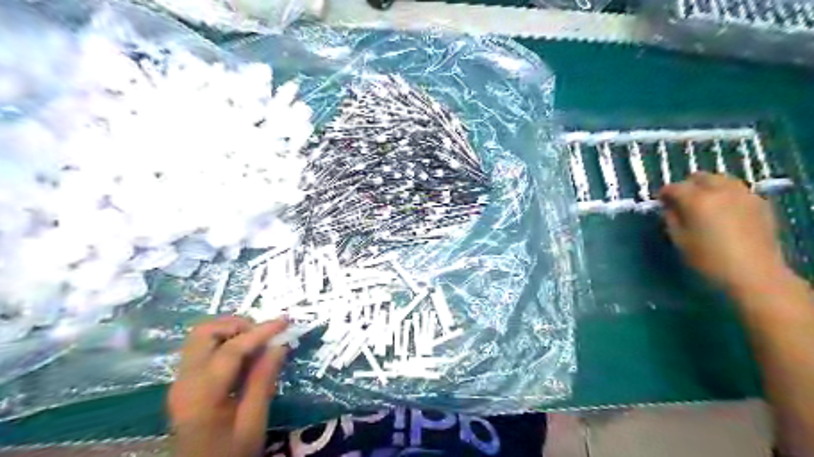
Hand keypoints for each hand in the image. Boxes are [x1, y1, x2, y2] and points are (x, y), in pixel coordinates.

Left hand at [167, 315, 288, 456]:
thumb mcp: (253, 422)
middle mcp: (184, 381)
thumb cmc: (230, 453)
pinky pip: (203, 349)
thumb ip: (263, 381)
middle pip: (205, 333)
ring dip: (231, 331)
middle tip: (265, 334)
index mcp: (202, 394)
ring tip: (257, 342)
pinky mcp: (185, 383)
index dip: (261, 331)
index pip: (231, 349)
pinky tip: (245, 355)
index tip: (285, 321)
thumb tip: (279, 345)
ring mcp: (181, 381)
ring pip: (201, 337)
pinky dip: (225, 341)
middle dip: (238, 324)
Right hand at [658, 171, 792, 296]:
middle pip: (700, 177)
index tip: (660, 202)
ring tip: (704, 203)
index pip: (675, 187)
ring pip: (721, 180)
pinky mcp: (760, 203)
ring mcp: (744, 195)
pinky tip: (724, 210)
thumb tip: (668, 207)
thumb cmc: (708, 260)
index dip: (664, 193)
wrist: (754, 274)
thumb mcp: (679, 240)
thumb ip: (671, 219)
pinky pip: (737, 190)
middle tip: (681, 201)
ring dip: (708, 187)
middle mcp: (721, 191)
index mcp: (697, 200)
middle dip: (687, 186)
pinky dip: (726, 194)